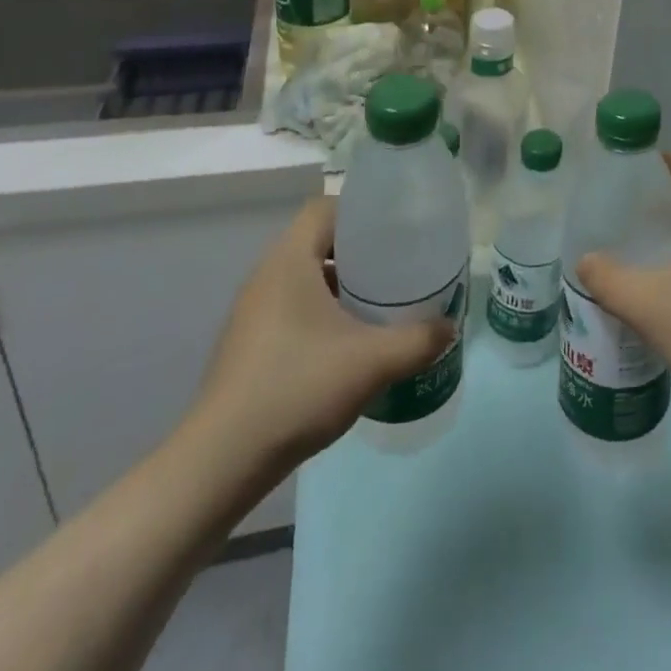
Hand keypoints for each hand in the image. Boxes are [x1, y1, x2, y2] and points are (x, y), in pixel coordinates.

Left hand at [185, 199, 453, 480]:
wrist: (221, 463)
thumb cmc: (296, 389)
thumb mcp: (372, 362)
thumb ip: (418, 340)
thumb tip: (449, 327)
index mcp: (288, 261)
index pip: (324, 208)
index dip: (360, 212)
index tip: (395, 231)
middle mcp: (266, 277)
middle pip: (317, 241)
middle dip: (359, 251)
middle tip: (397, 267)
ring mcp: (252, 313)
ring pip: (304, 278)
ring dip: (341, 284)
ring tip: (379, 304)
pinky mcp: (248, 345)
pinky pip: (292, 308)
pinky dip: (321, 312)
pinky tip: (347, 343)